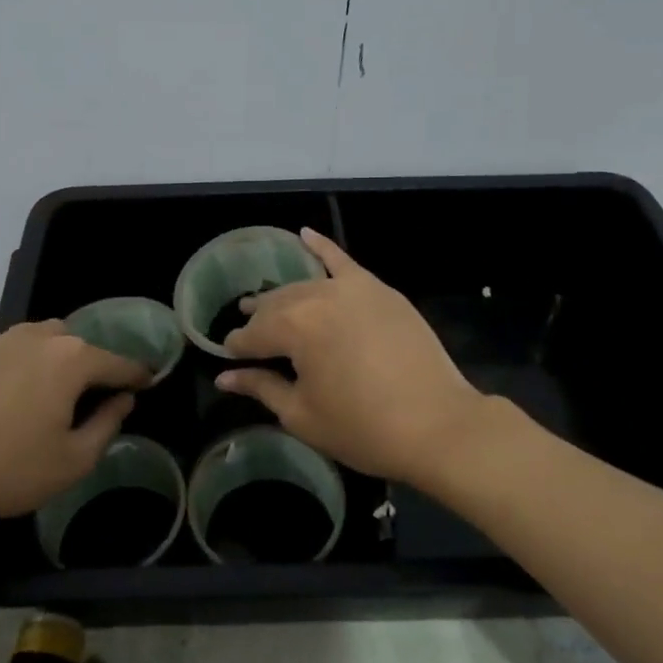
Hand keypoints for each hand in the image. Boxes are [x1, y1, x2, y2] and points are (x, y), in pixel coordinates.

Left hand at [0, 322, 149, 521]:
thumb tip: (123, 400)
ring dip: (62, 361)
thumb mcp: (72, 461)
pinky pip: (19, 350)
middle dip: (96, 366)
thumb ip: (107, 425)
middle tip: (97, 398)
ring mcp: (5, 341)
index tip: (150, 382)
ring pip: (48, 341)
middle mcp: (41, 338)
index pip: (119, 363)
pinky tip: (21, 396)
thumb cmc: (7, 468)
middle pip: (82, 345)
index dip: (138, 375)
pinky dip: (31, 365)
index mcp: (72, 359)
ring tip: (59, 395)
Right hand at [218, 228, 486, 486]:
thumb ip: (261, 387)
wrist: (437, 425)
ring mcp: (353, 289)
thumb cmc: (362, 428)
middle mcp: (318, 297)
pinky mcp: (380, 291)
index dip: (238, 348)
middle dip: (259, 320)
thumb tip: (224, 377)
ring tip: (266, 304)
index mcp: (294, 327)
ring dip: (284, 297)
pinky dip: (323, 247)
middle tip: (249, 335)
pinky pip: (344, 262)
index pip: (252, 334)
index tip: (231, 360)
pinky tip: (305, 234)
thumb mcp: (302, 415)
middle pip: (277, 305)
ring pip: (305, 287)